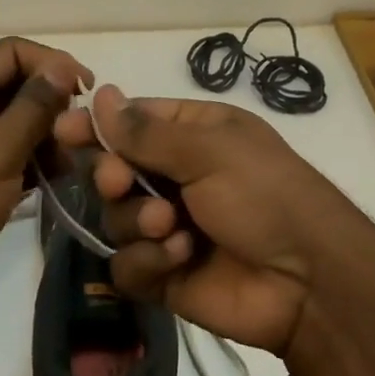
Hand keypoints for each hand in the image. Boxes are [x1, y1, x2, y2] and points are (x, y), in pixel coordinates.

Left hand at [0, 37, 89, 324]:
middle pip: (17, 84)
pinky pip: (14, 152)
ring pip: (19, 120)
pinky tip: (59, 177)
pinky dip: (37, 159)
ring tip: (72, 158)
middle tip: (80, 128)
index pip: (11, 51)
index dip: (50, 61)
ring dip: (49, 133)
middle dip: (52, 101)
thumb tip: (63, 66)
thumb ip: (34, 105)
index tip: (85, 88)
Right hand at [52, 86, 374, 357]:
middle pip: (114, 170)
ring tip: (172, 228)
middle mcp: (177, 176)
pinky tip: (179, 259)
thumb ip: (147, 131)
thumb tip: (102, 93)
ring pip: (116, 218)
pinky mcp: (165, 274)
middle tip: (120, 183)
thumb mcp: (210, 150)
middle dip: (113, 177)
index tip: (65, 132)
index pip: (131, 122)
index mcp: (193, 134)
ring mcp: (169, 226)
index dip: (98, 127)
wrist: (308, 282)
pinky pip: (128, 265)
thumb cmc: (264, 194)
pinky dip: (148, 261)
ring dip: (138, 221)